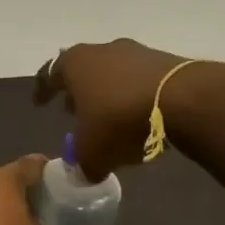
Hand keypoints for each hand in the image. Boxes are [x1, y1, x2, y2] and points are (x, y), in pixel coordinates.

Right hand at [35, 38, 215, 179]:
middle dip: (77, 91)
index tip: (39, 104)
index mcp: (75, 64)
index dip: (42, 90)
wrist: (185, 101)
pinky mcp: (166, 61)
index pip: (49, 73)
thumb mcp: (92, 153)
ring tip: (107, 117)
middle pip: (83, 69)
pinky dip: (132, 96)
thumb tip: (84, 173)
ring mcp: (137, 52)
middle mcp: (103, 50)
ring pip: (112, 73)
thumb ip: (82, 164)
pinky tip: (137, 117)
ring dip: (106, 94)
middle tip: (73, 111)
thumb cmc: (121, 121)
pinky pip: (139, 80)